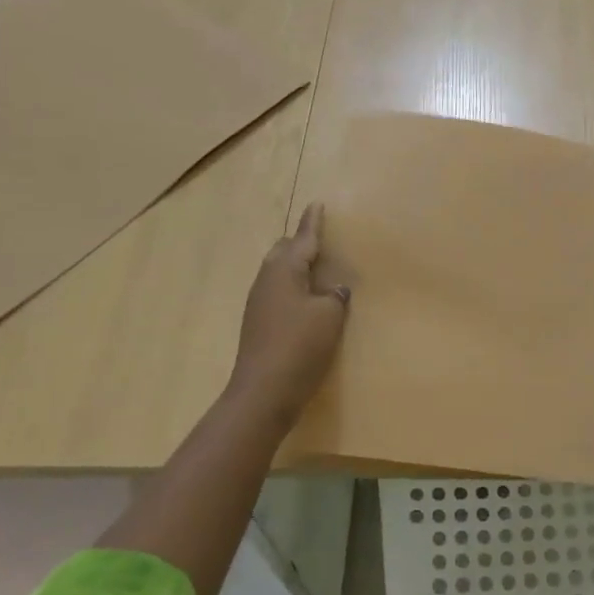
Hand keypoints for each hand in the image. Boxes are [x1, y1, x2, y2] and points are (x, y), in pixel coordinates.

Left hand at [226, 203, 350, 428]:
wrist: (264, 391)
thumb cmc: (300, 345)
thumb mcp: (329, 315)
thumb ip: (335, 296)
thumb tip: (333, 290)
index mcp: (284, 270)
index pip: (303, 239)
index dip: (313, 222)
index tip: (318, 203)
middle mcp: (266, 280)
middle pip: (283, 251)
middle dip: (300, 243)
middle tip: (321, 241)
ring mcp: (258, 303)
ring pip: (278, 273)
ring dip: (296, 268)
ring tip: (317, 270)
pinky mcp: (258, 324)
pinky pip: (278, 293)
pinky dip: (293, 288)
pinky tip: (306, 301)